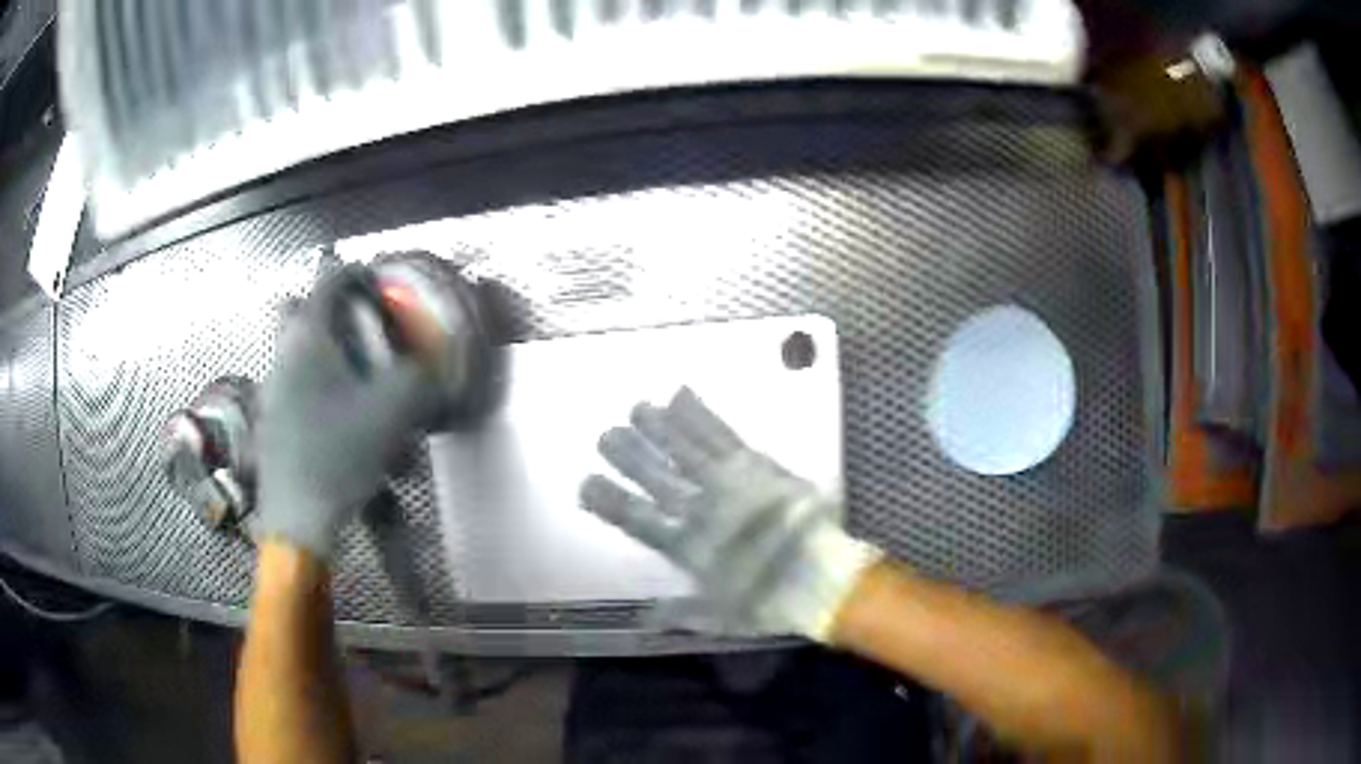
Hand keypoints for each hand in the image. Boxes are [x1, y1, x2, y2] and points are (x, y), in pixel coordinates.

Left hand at [255, 267, 439, 559]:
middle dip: (323, 309)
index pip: (328, 280)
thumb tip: (433, 366)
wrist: (297, 520)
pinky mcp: (272, 422)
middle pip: (295, 310)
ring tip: (358, 385)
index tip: (377, 281)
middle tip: (354, 325)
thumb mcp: (390, 415)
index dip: (356, 272)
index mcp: (307, 341)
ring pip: (295, 352)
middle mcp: (283, 357)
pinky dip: (317, 391)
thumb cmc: (337, 455)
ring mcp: (272, 391)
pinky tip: (343, 427)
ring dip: (323, 353)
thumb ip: (417, 381)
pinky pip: (294, 388)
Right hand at [580, 388, 880, 640]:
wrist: (823, 579)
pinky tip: (681, 395)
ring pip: (685, 450)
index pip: (639, 521)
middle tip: (605, 436)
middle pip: (658, 478)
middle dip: (630, 457)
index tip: (585, 484)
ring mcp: (730, 483)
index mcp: (690, 548)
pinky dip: (700, 415)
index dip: (611, 502)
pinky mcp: (757, 465)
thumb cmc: (772, 602)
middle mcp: (704, 511)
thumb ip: (681, 615)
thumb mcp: (722, 618)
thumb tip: (643, 618)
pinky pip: (723, 435)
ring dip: (660, 429)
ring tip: (636, 409)